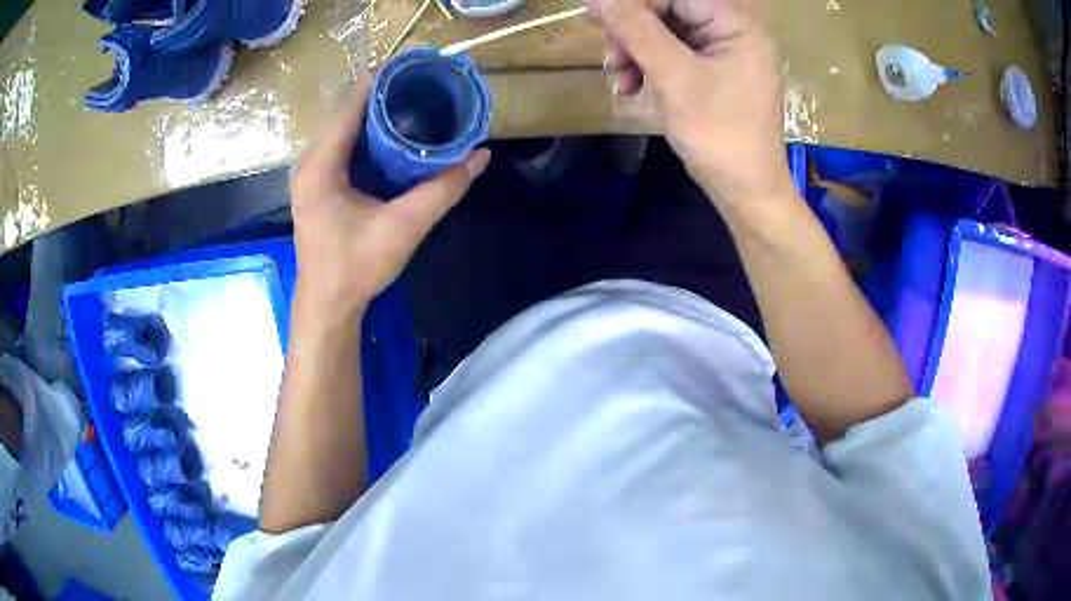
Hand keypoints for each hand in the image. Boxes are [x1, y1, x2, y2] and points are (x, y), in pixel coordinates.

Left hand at [290, 77, 490, 312]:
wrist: (328, 305)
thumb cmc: (356, 268)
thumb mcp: (404, 227)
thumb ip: (443, 190)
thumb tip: (480, 156)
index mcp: (321, 165)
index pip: (350, 105)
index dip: (381, 80)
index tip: (415, 66)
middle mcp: (310, 161)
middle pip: (346, 111)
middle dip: (382, 93)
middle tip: (422, 84)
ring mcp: (312, 173)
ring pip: (344, 127)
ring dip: (375, 112)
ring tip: (413, 100)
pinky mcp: (318, 184)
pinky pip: (343, 145)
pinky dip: (367, 133)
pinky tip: (393, 133)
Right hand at [589, 0, 793, 206]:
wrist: (745, 191)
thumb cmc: (719, 134)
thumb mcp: (675, 78)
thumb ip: (637, 31)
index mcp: (735, 26)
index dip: (634, 4)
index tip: (597, 18)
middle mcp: (731, 32)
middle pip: (667, 10)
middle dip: (632, 32)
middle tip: (611, 57)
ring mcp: (721, 54)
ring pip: (663, 33)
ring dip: (634, 52)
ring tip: (621, 80)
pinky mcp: (711, 74)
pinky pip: (670, 55)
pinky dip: (647, 67)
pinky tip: (632, 88)